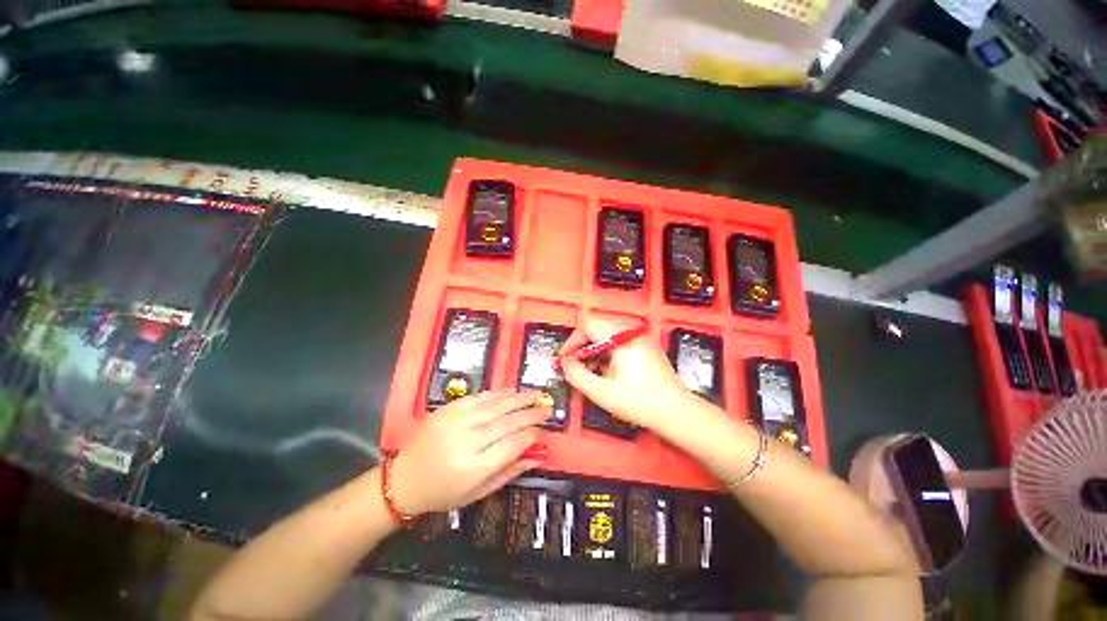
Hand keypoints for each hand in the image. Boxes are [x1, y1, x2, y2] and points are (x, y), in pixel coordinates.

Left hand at [390, 390, 551, 515]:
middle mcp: (467, 441)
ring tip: (537, 394)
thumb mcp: (477, 493)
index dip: (532, 434)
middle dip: (531, 413)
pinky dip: (498, 394)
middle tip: (547, 406)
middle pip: (507, 422)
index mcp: (474, 468)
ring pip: (496, 406)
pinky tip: (512, 391)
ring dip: (519, 398)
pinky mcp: (448, 409)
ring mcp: (456, 422)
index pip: (513, 444)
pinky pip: (479, 397)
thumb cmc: (443, 493)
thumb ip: (509, 472)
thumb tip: (537, 455)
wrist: (403, 479)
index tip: (544, 429)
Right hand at [559, 318, 691, 430]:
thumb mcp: (601, 391)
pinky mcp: (645, 348)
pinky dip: (607, 355)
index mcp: (621, 337)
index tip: (565, 359)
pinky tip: (606, 373)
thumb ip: (577, 375)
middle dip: (582, 347)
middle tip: (574, 367)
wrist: (676, 412)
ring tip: (590, 373)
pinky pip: (619, 344)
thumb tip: (565, 363)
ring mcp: (640, 339)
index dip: (572, 341)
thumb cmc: (639, 401)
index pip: (588, 326)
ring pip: (607, 337)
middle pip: (597, 329)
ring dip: (594, 352)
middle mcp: (631, 332)